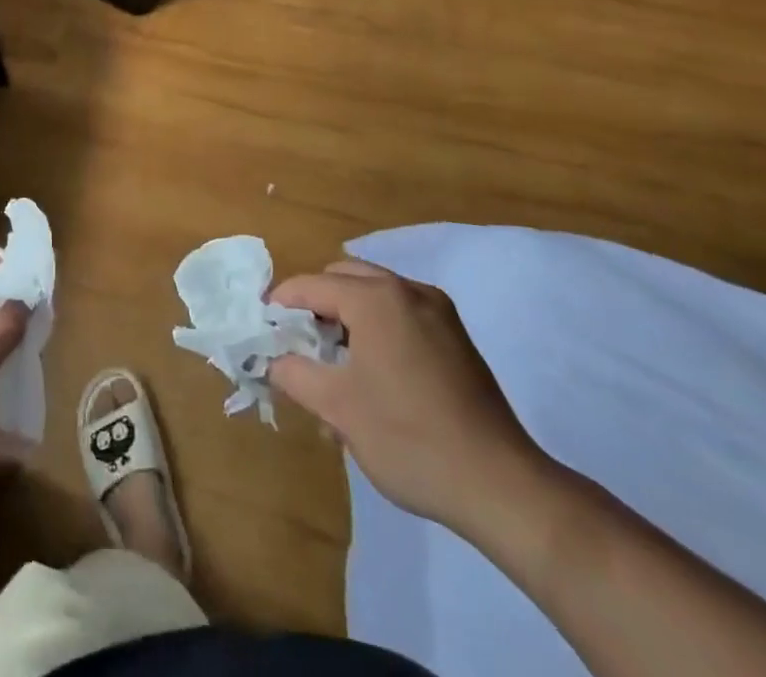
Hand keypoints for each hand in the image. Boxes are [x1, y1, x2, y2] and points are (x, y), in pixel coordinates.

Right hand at [269, 259, 550, 535]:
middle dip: (315, 304)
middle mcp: (407, 290)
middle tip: (298, 342)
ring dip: (347, 315)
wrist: (501, 486)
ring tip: (333, 362)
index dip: (281, 303)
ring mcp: (438, 312)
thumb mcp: (336, 408)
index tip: (263, 325)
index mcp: (376, 297)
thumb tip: (272, 360)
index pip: (312, 285)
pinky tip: (373, 373)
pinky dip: (377, 327)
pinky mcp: (457, 338)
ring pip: (375, 294)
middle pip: (344, 278)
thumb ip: (293, 373)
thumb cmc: (409, 438)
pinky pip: (401, 314)